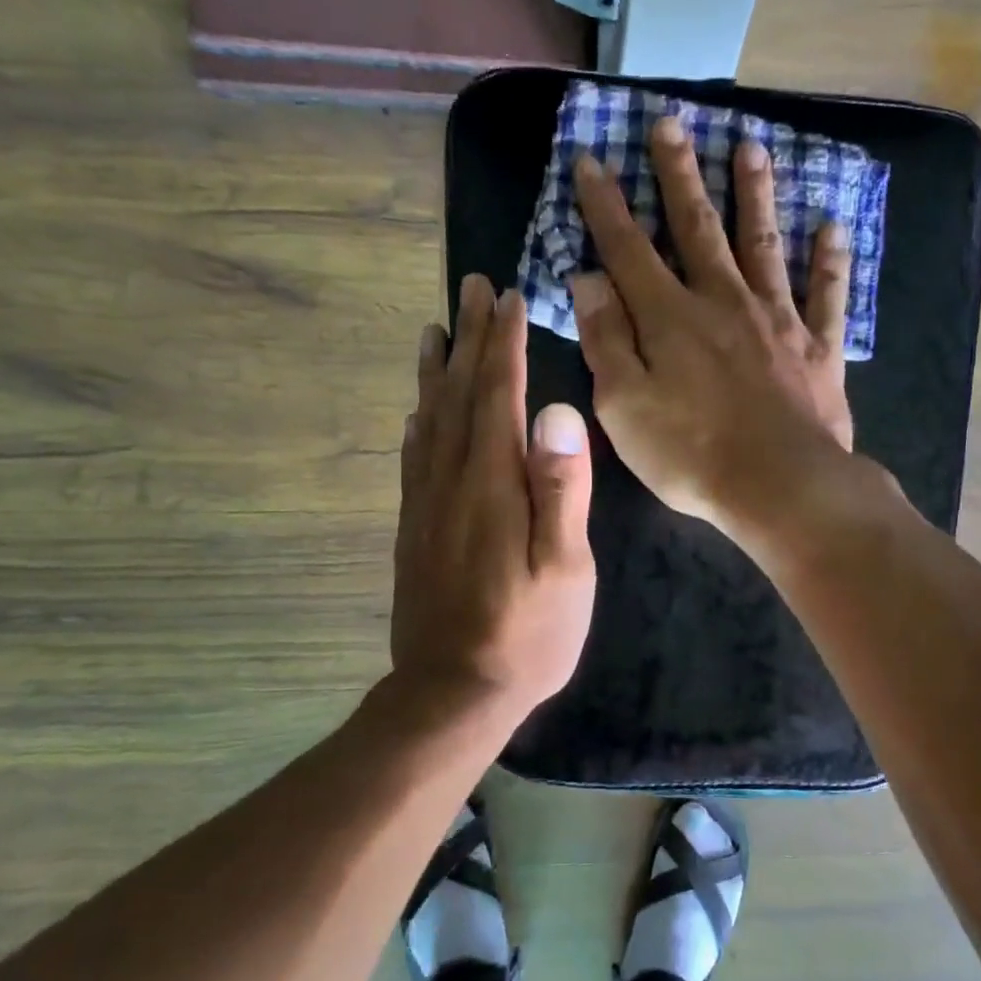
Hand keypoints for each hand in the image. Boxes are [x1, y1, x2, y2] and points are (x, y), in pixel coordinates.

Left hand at [391, 276, 595, 721]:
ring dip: (437, 369)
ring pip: (430, 418)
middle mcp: (451, 481)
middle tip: (473, 288)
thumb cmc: (527, 634)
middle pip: (460, 394)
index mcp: (492, 484)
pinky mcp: (415, 527)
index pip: (498, 395)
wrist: (452, 692)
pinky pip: (414, 457)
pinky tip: (419, 409)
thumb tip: (556, 410)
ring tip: (437, 328)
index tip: (508, 298)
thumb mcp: (565, 568)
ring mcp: (426, 504)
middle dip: (471, 338)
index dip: (504, 343)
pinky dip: (419, 419)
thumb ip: (561, 488)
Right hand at [569, 116, 856, 539]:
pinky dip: (829, 260)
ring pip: (763, 244)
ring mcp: (777, 320)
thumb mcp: (624, 406)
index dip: (606, 205)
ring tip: (750, 148)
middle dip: (679, 175)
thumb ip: (606, 339)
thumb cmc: (691, 453)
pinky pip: (826, 295)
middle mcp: (723, 301)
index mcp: (669, 317)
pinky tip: (833, 226)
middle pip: (697, 227)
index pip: (628, 248)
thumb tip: (587, 279)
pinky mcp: (817, 348)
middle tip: (670, 124)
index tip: (592, 160)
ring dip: (755, 194)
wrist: (781, 487)